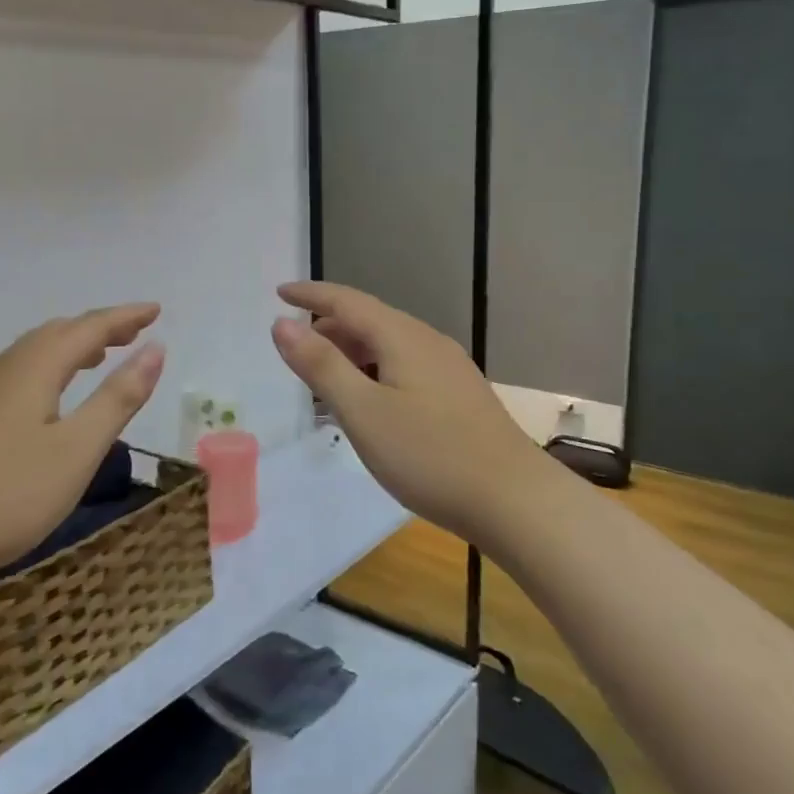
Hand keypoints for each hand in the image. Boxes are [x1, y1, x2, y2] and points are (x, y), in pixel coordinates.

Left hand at [0, 305, 165, 585]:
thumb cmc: (10, 493)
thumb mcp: (78, 448)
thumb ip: (118, 397)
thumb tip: (155, 349)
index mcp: (34, 367)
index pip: (89, 328)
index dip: (125, 317)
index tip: (156, 309)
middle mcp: (5, 368)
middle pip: (58, 333)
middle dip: (99, 328)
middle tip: (133, 331)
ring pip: (34, 353)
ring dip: (72, 346)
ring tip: (100, 355)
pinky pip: (19, 372)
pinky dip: (50, 368)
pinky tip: (52, 394)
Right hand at [270, 282, 550, 553]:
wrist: (514, 500)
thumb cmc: (429, 455)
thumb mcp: (363, 411)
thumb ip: (321, 365)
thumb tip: (282, 324)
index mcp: (403, 337)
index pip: (347, 301)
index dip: (311, 295)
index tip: (279, 292)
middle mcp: (428, 342)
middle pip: (369, 320)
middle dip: (328, 327)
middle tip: (295, 350)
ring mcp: (449, 369)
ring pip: (389, 345)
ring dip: (352, 353)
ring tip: (326, 380)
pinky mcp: (459, 395)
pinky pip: (405, 366)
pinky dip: (374, 371)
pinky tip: (371, 403)